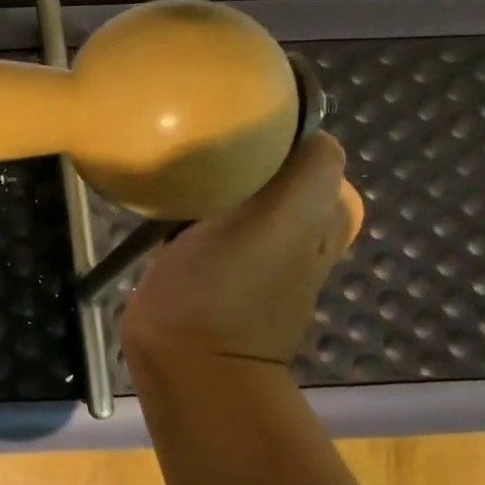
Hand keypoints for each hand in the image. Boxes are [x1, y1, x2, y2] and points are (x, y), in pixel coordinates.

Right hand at [122, 133, 364, 368]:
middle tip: (201, 143)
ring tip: (181, 167)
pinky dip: (189, 205)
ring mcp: (246, 250)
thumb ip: (307, 175)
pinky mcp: (205, 263)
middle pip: (268, 169)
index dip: (276, 132)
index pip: (307, 153)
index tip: (233, 124)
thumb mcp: (278, 223)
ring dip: (211, 178)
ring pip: (234, 192)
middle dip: (240, 152)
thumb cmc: (225, 289)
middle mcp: (291, 232)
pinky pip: (204, 217)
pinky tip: (167, 204)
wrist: (184, 360)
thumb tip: (311, 129)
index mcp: (318, 219)